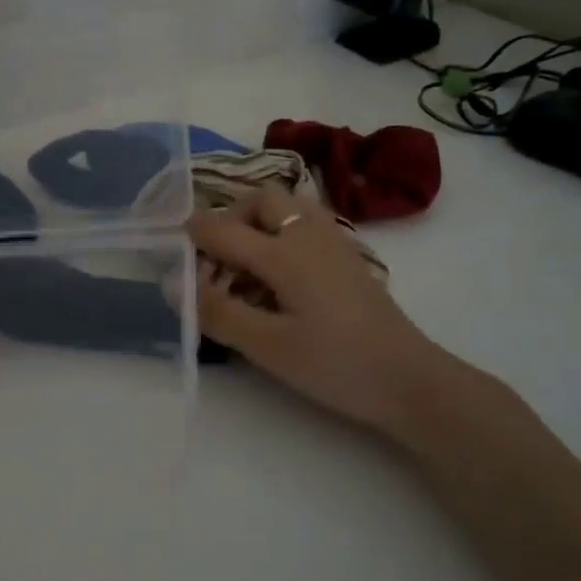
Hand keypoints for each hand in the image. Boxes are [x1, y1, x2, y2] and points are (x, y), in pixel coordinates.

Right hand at [187, 187, 453, 437]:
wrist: (410, 380)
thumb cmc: (334, 364)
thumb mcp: (267, 346)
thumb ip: (217, 312)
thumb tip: (173, 284)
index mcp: (284, 252)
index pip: (222, 229)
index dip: (190, 235)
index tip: (171, 251)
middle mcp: (308, 234)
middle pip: (260, 199)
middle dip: (230, 219)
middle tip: (215, 259)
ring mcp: (333, 242)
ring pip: (287, 207)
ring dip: (258, 223)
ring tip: (246, 268)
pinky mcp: (348, 257)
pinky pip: (305, 224)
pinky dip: (281, 235)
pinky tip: (279, 278)